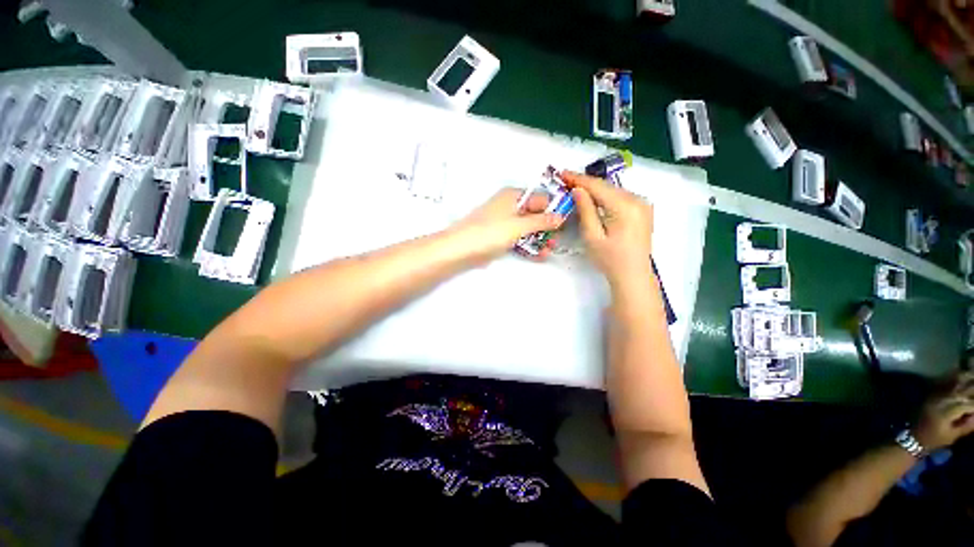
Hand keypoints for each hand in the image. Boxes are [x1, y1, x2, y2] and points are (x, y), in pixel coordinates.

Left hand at [450, 188, 564, 263]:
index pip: (541, 198)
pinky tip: (538, 255)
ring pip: (528, 228)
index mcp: (514, 196)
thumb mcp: (518, 226)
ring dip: (539, 239)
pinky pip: (519, 238)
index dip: (554, 210)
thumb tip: (561, 217)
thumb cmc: (490, 232)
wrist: (460, 250)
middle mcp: (510, 206)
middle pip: (535, 214)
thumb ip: (541, 221)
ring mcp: (504, 222)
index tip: (565, 224)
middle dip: (547, 228)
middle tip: (556, 242)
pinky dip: (528, 245)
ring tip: (548, 251)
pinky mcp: (500, 236)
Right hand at [562, 171, 653, 285]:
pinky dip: (605, 196)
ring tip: (576, 188)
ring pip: (614, 190)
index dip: (578, 179)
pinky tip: (593, 199)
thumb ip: (585, 210)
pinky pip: (620, 197)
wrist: (633, 275)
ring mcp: (643, 204)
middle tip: (566, 181)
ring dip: (595, 189)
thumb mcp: (592, 236)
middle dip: (586, 183)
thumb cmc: (610, 259)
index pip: (598, 186)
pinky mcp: (643, 210)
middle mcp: (638, 200)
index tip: (562, 173)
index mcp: (625, 207)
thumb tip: (577, 190)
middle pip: (607, 186)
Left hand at [914, 372, 973, 450]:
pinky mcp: (932, 394)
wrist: (913, 437)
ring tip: (973, 372)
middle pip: (961, 391)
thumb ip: (966, 425)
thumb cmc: (934, 440)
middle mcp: (940, 400)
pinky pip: (944, 382)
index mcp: (945, 412)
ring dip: (966, 377)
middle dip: (973, 386)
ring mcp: (935, 396)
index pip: (966, 404)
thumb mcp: (952, 436)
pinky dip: (953, 375)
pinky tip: (960, 369)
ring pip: (954, 384)